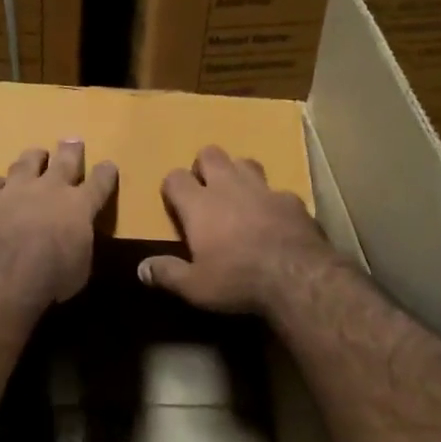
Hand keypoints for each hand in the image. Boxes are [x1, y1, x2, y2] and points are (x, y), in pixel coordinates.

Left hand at [0, 140, 118, 309]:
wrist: (5, 273)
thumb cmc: (53, 276)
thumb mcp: (80, 267)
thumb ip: (80, 245)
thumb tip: (77, 241)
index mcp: (80, 206)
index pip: (100, 182)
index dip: (105, 172)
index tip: (108, 165)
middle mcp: (51, 189)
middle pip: (64, 160)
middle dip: (71, 150)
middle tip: (72, 140)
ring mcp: (17, 189)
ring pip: (27, 162)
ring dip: (33, 157)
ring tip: (36, 154)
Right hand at [139, 145, 337, 316]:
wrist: (298, 278)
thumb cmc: (237, 280)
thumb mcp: (195, 287)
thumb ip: (167, 274)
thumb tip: (141, 269)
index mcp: (199, 205)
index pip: (175, 177)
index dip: (172, 187)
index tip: (175, 203)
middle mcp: (228, 187)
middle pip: (210, 154)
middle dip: (204, 166)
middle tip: (205, 191)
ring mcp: (263, 189)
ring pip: (245, 162)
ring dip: (238, 173)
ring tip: (238, 195)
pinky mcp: (292, 200)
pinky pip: (277, 190)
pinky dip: (271, 200)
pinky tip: (274, 217)